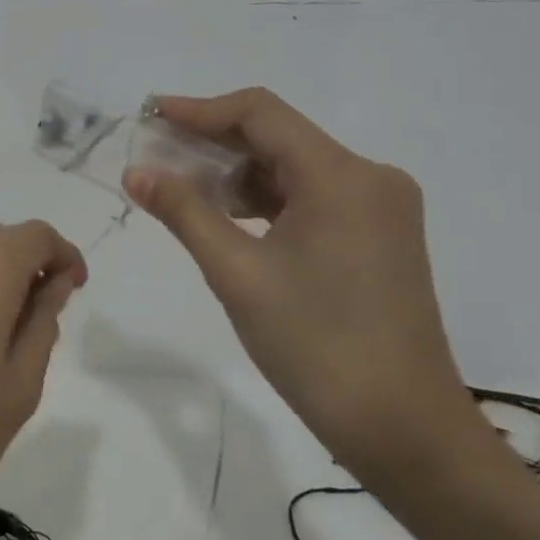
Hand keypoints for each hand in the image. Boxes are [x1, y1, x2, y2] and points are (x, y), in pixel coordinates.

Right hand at [122, 88, 472, 477]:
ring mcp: (379, 208)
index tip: (150, 116)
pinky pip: (311, 196)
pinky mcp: (379, 236)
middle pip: (278, 136)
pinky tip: (226, 217)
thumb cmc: (316, 345)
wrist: (404, 430)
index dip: (199, 109)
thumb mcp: (237, 273)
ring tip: (180, 189)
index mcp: (341, 176)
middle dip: (212, 142)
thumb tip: (136, 172)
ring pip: (293, 167)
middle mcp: (369, 178)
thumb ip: (184, 212)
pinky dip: (265, 199)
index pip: (260, 113)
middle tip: (154, 155)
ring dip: (236, 173)